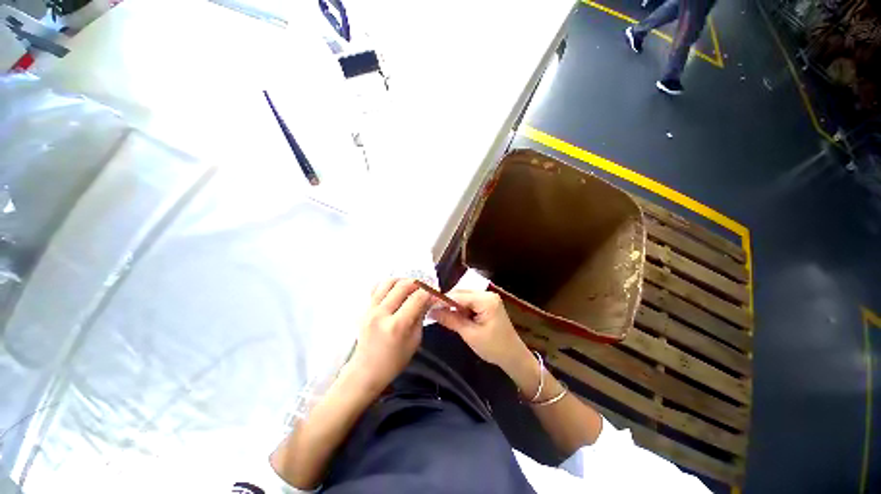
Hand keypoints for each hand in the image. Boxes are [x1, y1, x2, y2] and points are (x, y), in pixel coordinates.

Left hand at [345, 278, 432, 394]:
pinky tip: (396, 290)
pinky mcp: (365, 308)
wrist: (366, 370)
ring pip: (389, 282)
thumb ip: (421, 315)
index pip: (417, 298)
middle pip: (403, 286)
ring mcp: (370, 309)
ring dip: (403, 281)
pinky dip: (389, 285)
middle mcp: (382, 314)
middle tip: (426, 287)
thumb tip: (430, 298)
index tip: (437, 292)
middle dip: (418, 283)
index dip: (430, 292)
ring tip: (412, 287)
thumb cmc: (394, 360)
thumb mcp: (415, 340)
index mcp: (397, 326)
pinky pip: (377, 288)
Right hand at [429, 290, 531, 372]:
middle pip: (461, 294)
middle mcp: (487, 294)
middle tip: (431, 311)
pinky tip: (453, 317)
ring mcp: (488, 298)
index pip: (459, 296)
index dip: (442, 300)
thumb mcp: (469, 334)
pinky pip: (469, 303)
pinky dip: (461, 310)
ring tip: (439, 314)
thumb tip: (432, 311)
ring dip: (453, 307)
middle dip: (447, 303)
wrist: (514, 357)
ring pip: (463, 299)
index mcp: (486, 299)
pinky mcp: (487, 304)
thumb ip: (451, 320)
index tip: (426, 305)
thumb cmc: (494, 347)